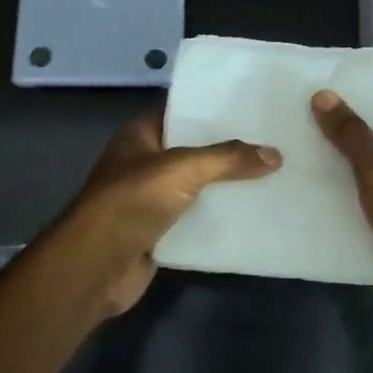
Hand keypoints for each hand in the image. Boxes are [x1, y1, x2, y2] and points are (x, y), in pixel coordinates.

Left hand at [51, 111, 280, 317]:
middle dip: (228, 149)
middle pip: (193, 150)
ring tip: (272, 174)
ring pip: (197, 186)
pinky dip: (219, 218)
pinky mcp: (159, 233)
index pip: (180, 111)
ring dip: (226, 185)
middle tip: (272, 140)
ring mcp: (150, 200)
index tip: (251, 106)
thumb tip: (275, 154)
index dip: (212, 108)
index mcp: (140, 136)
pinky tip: (254, 213)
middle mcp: (144, 163)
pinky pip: (196, 219)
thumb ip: (228, 159)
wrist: (96, 266)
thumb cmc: (132, 201)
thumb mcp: (183, 169)